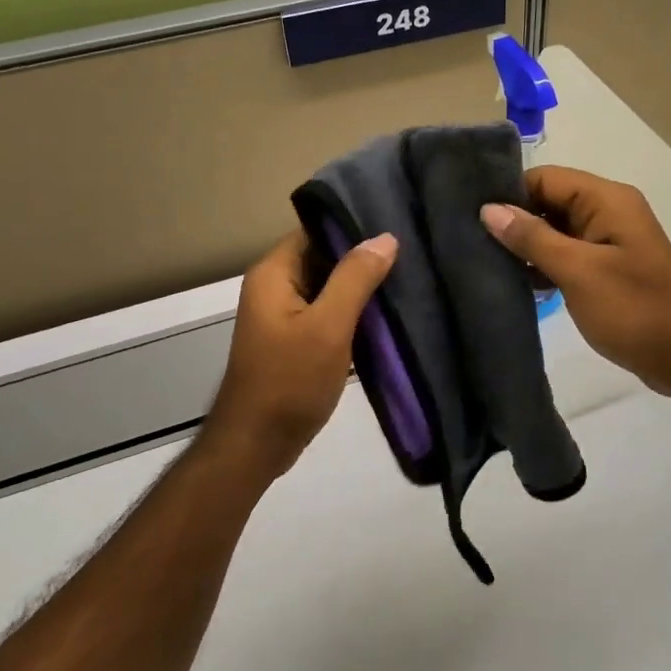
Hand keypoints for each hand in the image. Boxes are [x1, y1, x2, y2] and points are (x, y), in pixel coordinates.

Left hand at [201, 229, 397, 478]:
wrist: (257, 445)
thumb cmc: (289, 381)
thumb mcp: (327, 327)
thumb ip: (355, 279)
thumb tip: (385, 237)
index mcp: (274, 274)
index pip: (316, 231)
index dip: (353, 227)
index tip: (396, 225)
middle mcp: (275, 288)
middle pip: (324, 258)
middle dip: (364, 258)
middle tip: (413, 253)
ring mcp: (285, 316)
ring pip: (330, 289)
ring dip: (362, 288)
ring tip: (409, 278)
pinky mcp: (297, 341)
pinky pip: (329, 315)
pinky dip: (354, 315)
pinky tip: (389, 315)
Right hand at [481, 166, 670, 397]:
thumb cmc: (632, 309)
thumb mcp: (577, 271)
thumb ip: (532, 238)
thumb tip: (489, 210)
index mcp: (607, 200)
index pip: (545, 178)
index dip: (510, 194)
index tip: (472, 217)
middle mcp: (609, 211)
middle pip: (549, 201)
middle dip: (514, 220)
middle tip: (471, 242)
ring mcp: (609, 240)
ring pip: (556, 230)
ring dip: (527, 246)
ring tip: (486, 262)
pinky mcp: (607, 267)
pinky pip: (567, 253)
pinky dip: (544, 264)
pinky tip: (517, 282)